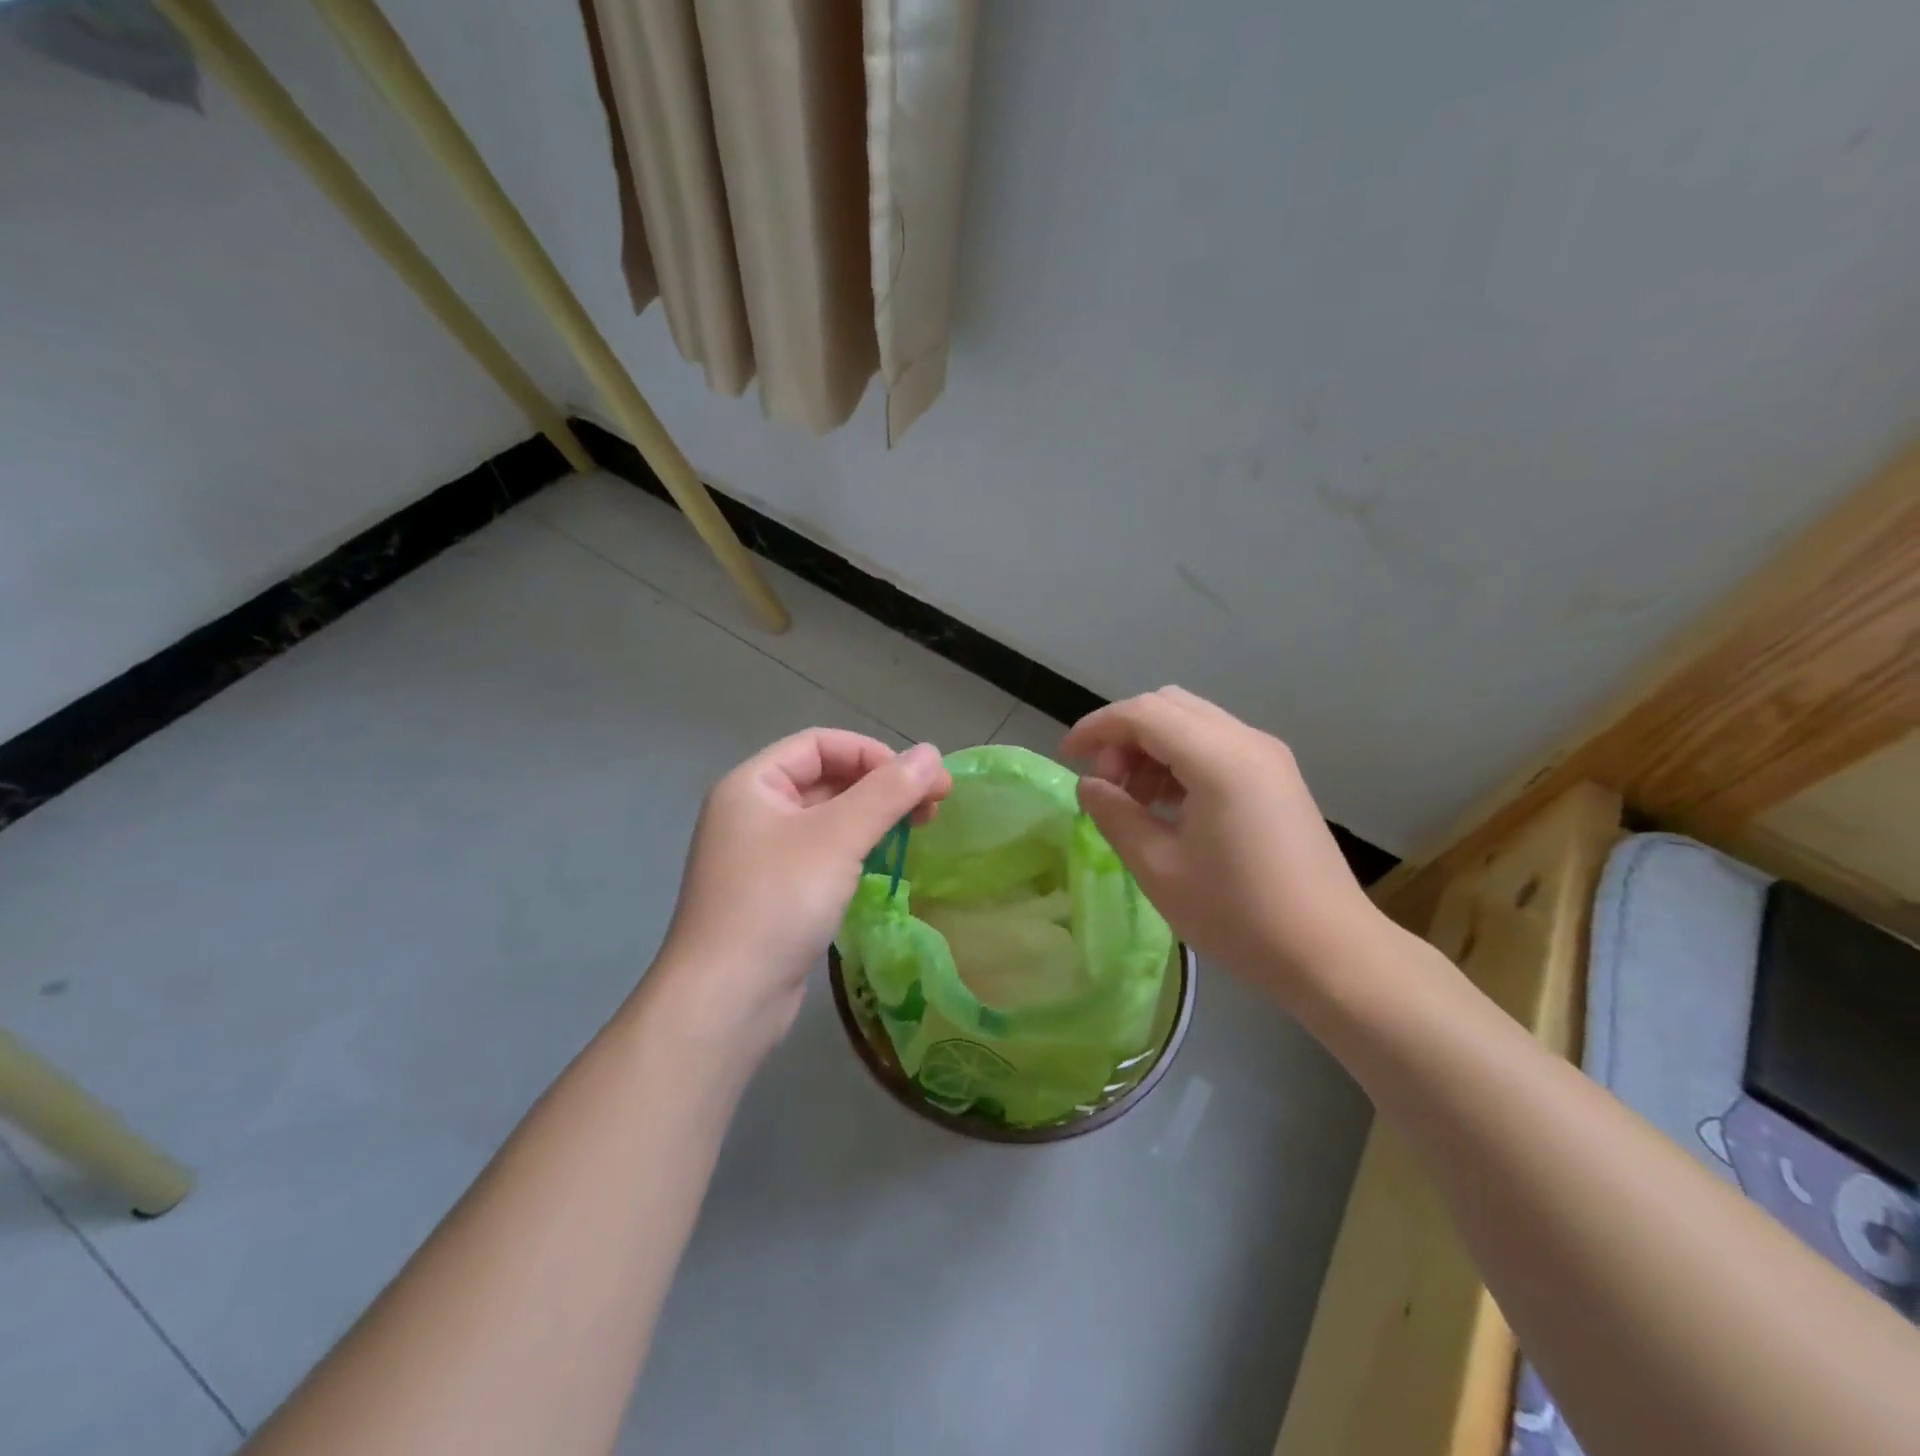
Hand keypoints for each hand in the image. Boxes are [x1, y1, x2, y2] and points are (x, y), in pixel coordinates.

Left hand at [653, 729, 950, 1053]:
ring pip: (826, 818)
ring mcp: (760, 855)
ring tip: (918, 831)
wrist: (726, 1000)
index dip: (873, 753)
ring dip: (873, 818)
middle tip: (933, 808)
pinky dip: (856, 849)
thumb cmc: (779, 902)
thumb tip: (932, 753)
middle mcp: (752, 812)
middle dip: (880, 786)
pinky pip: (821, 853)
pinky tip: (884, 863)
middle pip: (825, 778)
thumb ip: (887, 792)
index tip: (919, 780)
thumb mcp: (839, 838)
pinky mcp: (773, 893)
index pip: (819, 744)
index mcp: (753, 785)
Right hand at [1061, 687, 1388, 1007]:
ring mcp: (1268, 756)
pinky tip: (1170, 806)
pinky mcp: (1278, 777)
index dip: (1096, 727)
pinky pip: (1216, 744)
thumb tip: (1089, 785)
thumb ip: (1116, 815)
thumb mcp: (1159, 868)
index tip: (1067, 758)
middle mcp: (1246, 741)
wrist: (1331, 952)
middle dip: (1125, 735)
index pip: (1142, 713)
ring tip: (1135, 801)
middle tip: (1106, 784)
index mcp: (1218, 758)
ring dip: (1152, 747)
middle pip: (1168, 706)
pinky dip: (1181, 759)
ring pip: (1193, 722)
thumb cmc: (1238, 915)